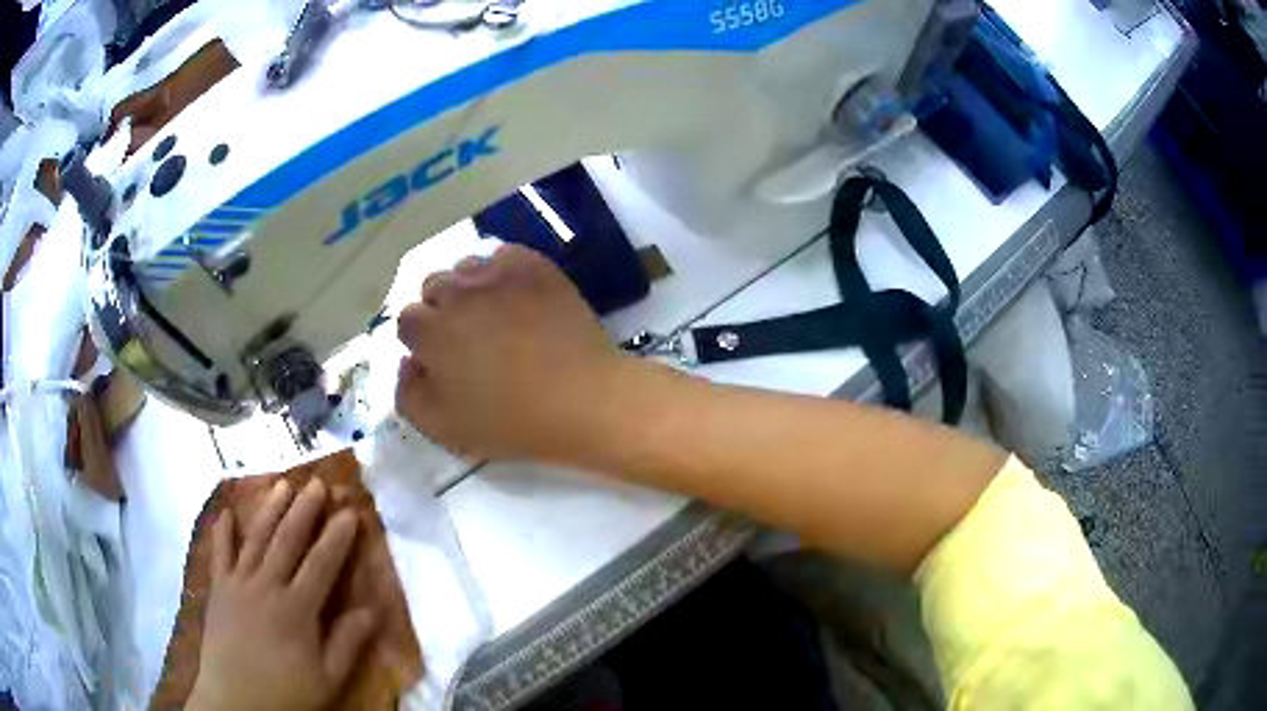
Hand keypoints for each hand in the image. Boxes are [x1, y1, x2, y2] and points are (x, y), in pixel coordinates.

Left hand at [188, 479, 375, 710]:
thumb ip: (348, 643)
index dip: (337, 537)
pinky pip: (220, 554)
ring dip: (269, 510)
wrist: (236, 701)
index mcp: (296, 609)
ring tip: (282, 484)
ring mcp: (238, 583)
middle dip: (304, 510)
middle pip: (287, 541)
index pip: (321, 564)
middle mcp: (267, 586)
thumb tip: (372, 611)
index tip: (350, 512)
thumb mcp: (327, 678)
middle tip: (316, 483)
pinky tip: (226, 513)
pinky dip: (222, 532)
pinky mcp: (219, 588)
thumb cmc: (286, 692)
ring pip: (256, 539)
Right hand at [395, 244, 627, 460]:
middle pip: (433, 288)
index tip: (444, 359)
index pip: (407, 321)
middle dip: (442, 311)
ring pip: (466, 269)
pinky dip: (503, 273)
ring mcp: (496, 274)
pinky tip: (519, 299)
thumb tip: (408, 361)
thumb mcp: (443, 428)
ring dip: (470, 289)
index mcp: (429, 331)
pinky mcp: (532, 265)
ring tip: (495, 316)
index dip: (423, 341)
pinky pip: (503, 256)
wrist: (583, 399)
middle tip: (469, 338)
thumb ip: (408, 394)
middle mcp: (456, 293)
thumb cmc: (511, 421)